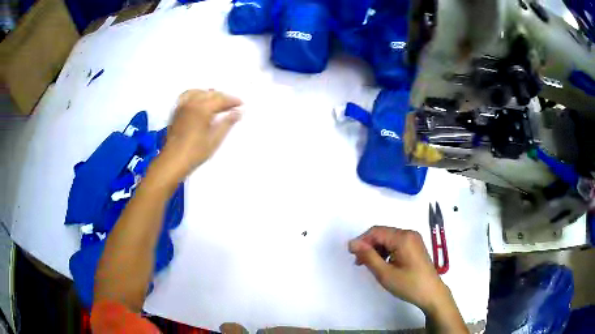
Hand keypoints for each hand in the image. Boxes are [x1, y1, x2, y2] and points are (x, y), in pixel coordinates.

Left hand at [158, 89, 241, 181]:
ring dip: (209, 94)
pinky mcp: (176, 111)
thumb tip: (239, 112)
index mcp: (203, 109)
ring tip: (216, 101)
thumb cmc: (196, 152)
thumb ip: (227, 123)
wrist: (173, 160)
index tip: (242, 104)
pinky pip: (186, 96)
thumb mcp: (215, 139)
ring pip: (198, 92)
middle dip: (222, 97)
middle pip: (210, 94)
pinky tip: (198, 101)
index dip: (232, 100)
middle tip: (232, 105)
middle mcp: (192, 103)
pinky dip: (195, 95)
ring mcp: (182, 106)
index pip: (221, 99)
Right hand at [349, 226, 448, 313]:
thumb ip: (368, 256)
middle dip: (368, 246)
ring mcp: (414, 239)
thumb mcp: (385, 273)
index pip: (376, 232)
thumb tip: (352, 243)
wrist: (431, 293)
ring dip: (377, 249)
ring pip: (389, 239)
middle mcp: (409, 233)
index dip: (361, 241)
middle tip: (359, 262)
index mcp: (403, 237)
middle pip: (383, 234)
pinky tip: (383, 263)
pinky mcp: (415, 246)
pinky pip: (396, 243)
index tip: (351, 255)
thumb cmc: (408, 285)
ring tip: (369, 265)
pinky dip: (386, 251)